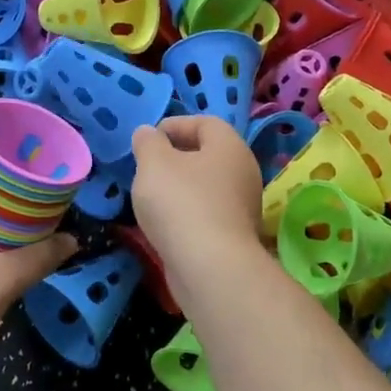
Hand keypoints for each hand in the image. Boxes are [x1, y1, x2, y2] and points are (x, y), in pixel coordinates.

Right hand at [129, 117, 265, 273]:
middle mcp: (243, 172)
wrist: (209, 267)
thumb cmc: (181, 202)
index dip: (175, 124)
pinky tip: (165, 223)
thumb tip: (148, 133)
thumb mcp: (154, 163)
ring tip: (151, 196)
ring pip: (207, 186)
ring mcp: (242, 206)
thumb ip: (148, 143)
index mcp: (229, 146)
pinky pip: (207, 213)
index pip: (205, 122)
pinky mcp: (234, 236)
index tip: (148, 138)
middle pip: (208, 155)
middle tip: (147, 166)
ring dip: (180, 186)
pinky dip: (186, 212)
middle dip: (176, 157)